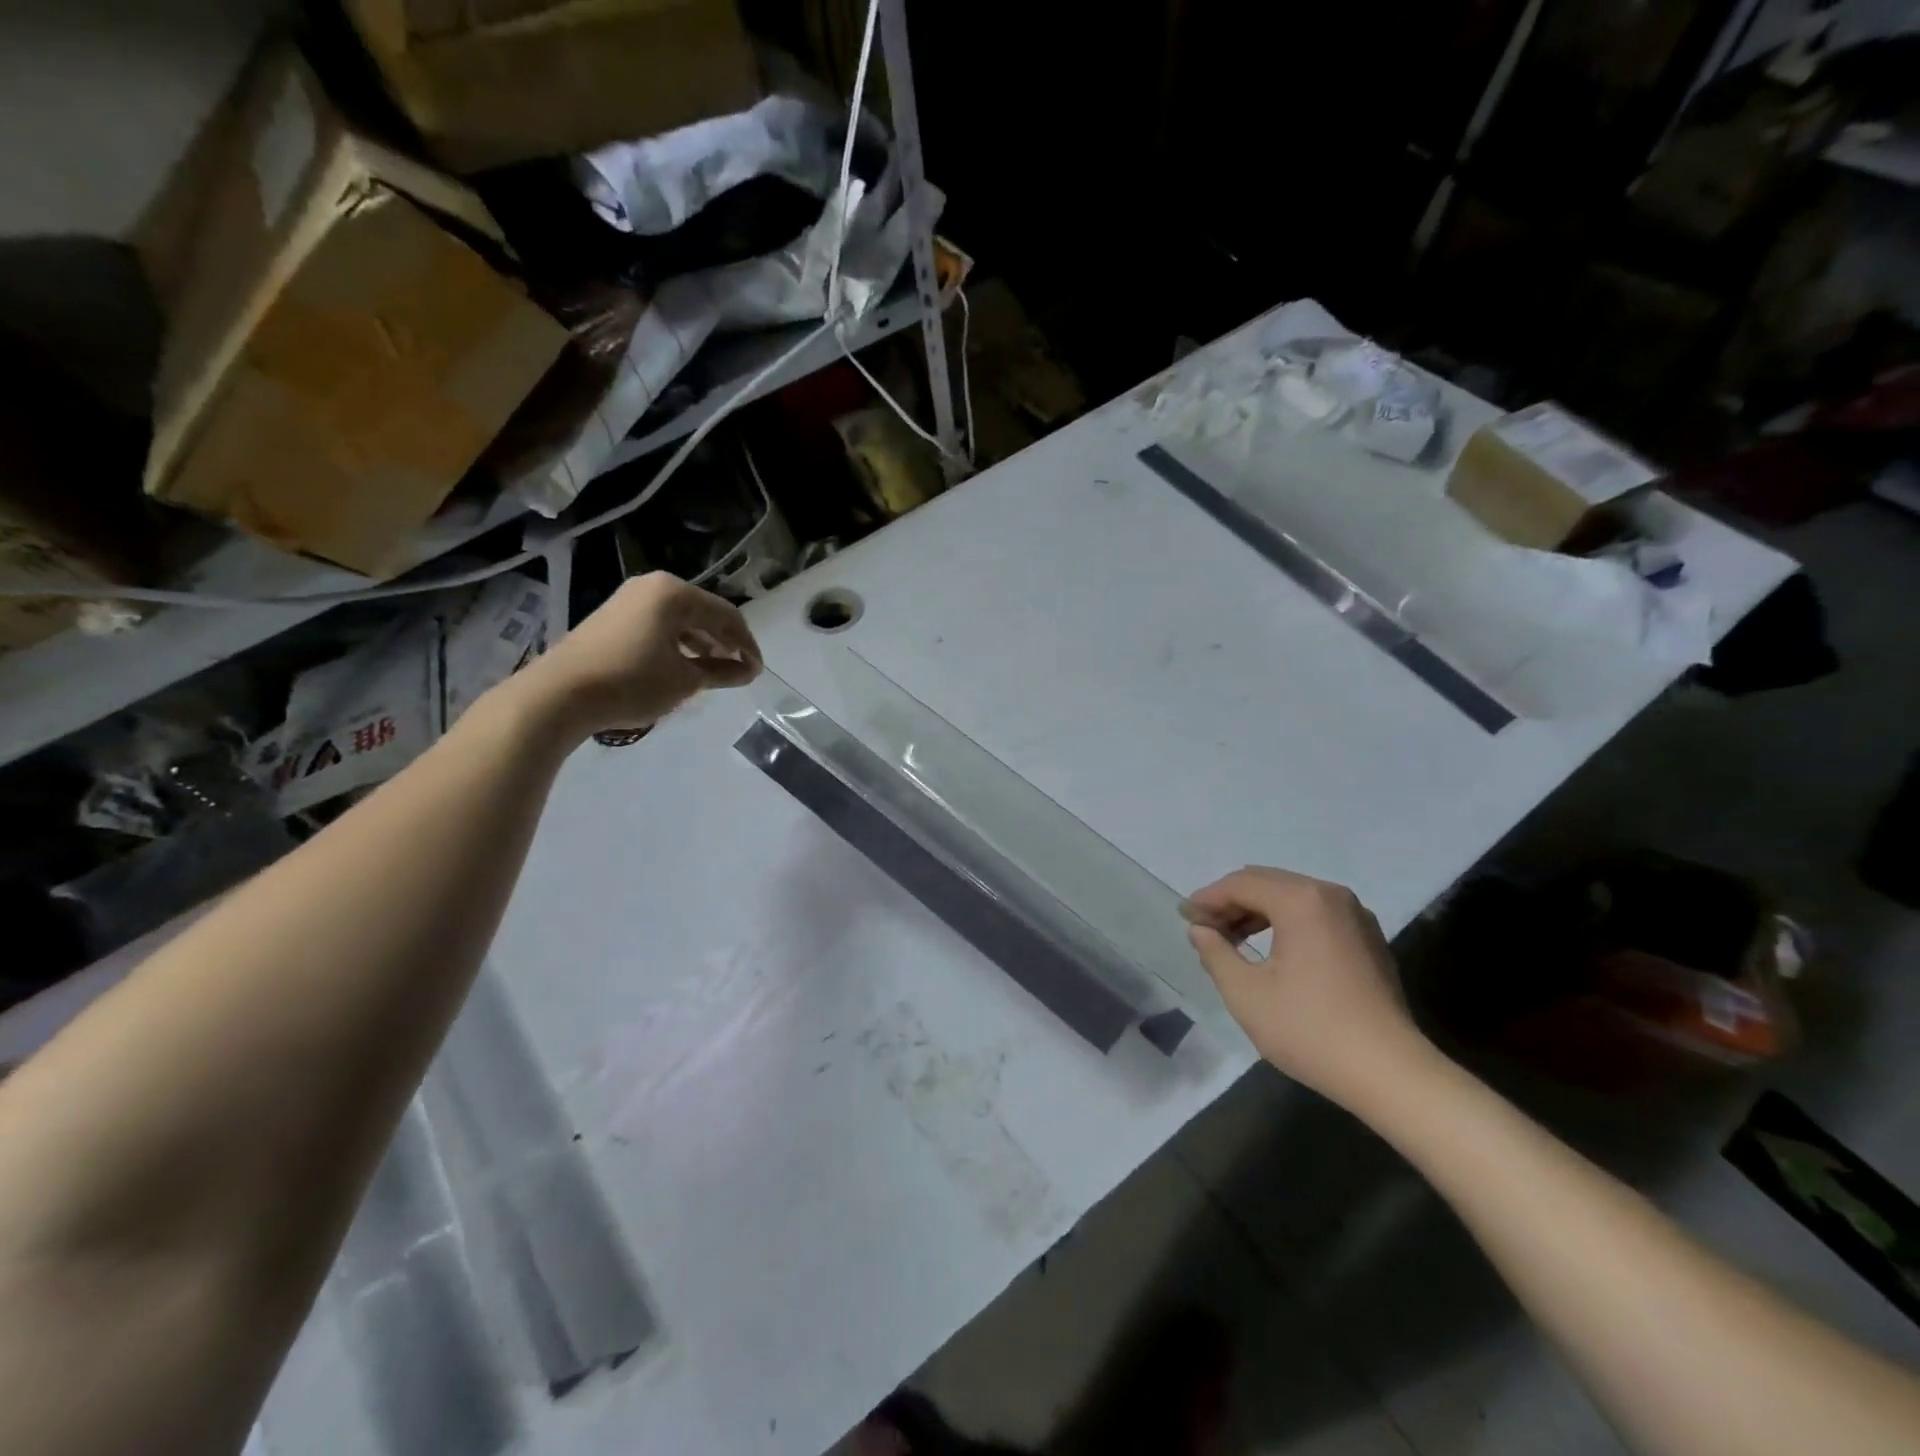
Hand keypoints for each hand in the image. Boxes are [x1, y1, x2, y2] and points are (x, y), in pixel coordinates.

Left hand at [521, 573, 762, 736]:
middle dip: (724, 641)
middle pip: (703, 613)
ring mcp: (628, 600)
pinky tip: (682, 667)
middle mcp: (653, 587)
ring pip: (680, 620)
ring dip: (701, 644)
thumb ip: (722, 672)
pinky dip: (677, 644)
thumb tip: (749, 671)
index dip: (747, 644)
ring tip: (714, 671)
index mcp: (675, 593)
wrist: (559, 694)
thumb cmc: (632, 682)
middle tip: (740, 669)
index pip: (726, 615)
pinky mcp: (612, 618)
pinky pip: (658, 625)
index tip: (757, 670)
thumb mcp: (685, 680)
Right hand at [1185, 867, 1429, 1108]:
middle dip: (1231, 901)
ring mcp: (1355, 915)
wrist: (1391, 1073)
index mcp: (1301, 900)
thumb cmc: (1310, 1029)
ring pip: (1292, 896)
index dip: (1207, 898)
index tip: (1183, 917)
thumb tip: (1201, 930)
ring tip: (1231, 940)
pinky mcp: (1368, 938)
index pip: (1241, 884)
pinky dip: (1285, 922)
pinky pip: (1315, 914)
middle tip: (1203, 927)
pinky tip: (1270, 951)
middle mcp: (1330, 895)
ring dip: (1257, 911)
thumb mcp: (1246, 993)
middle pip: (1267, 882)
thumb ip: (1215, 953)